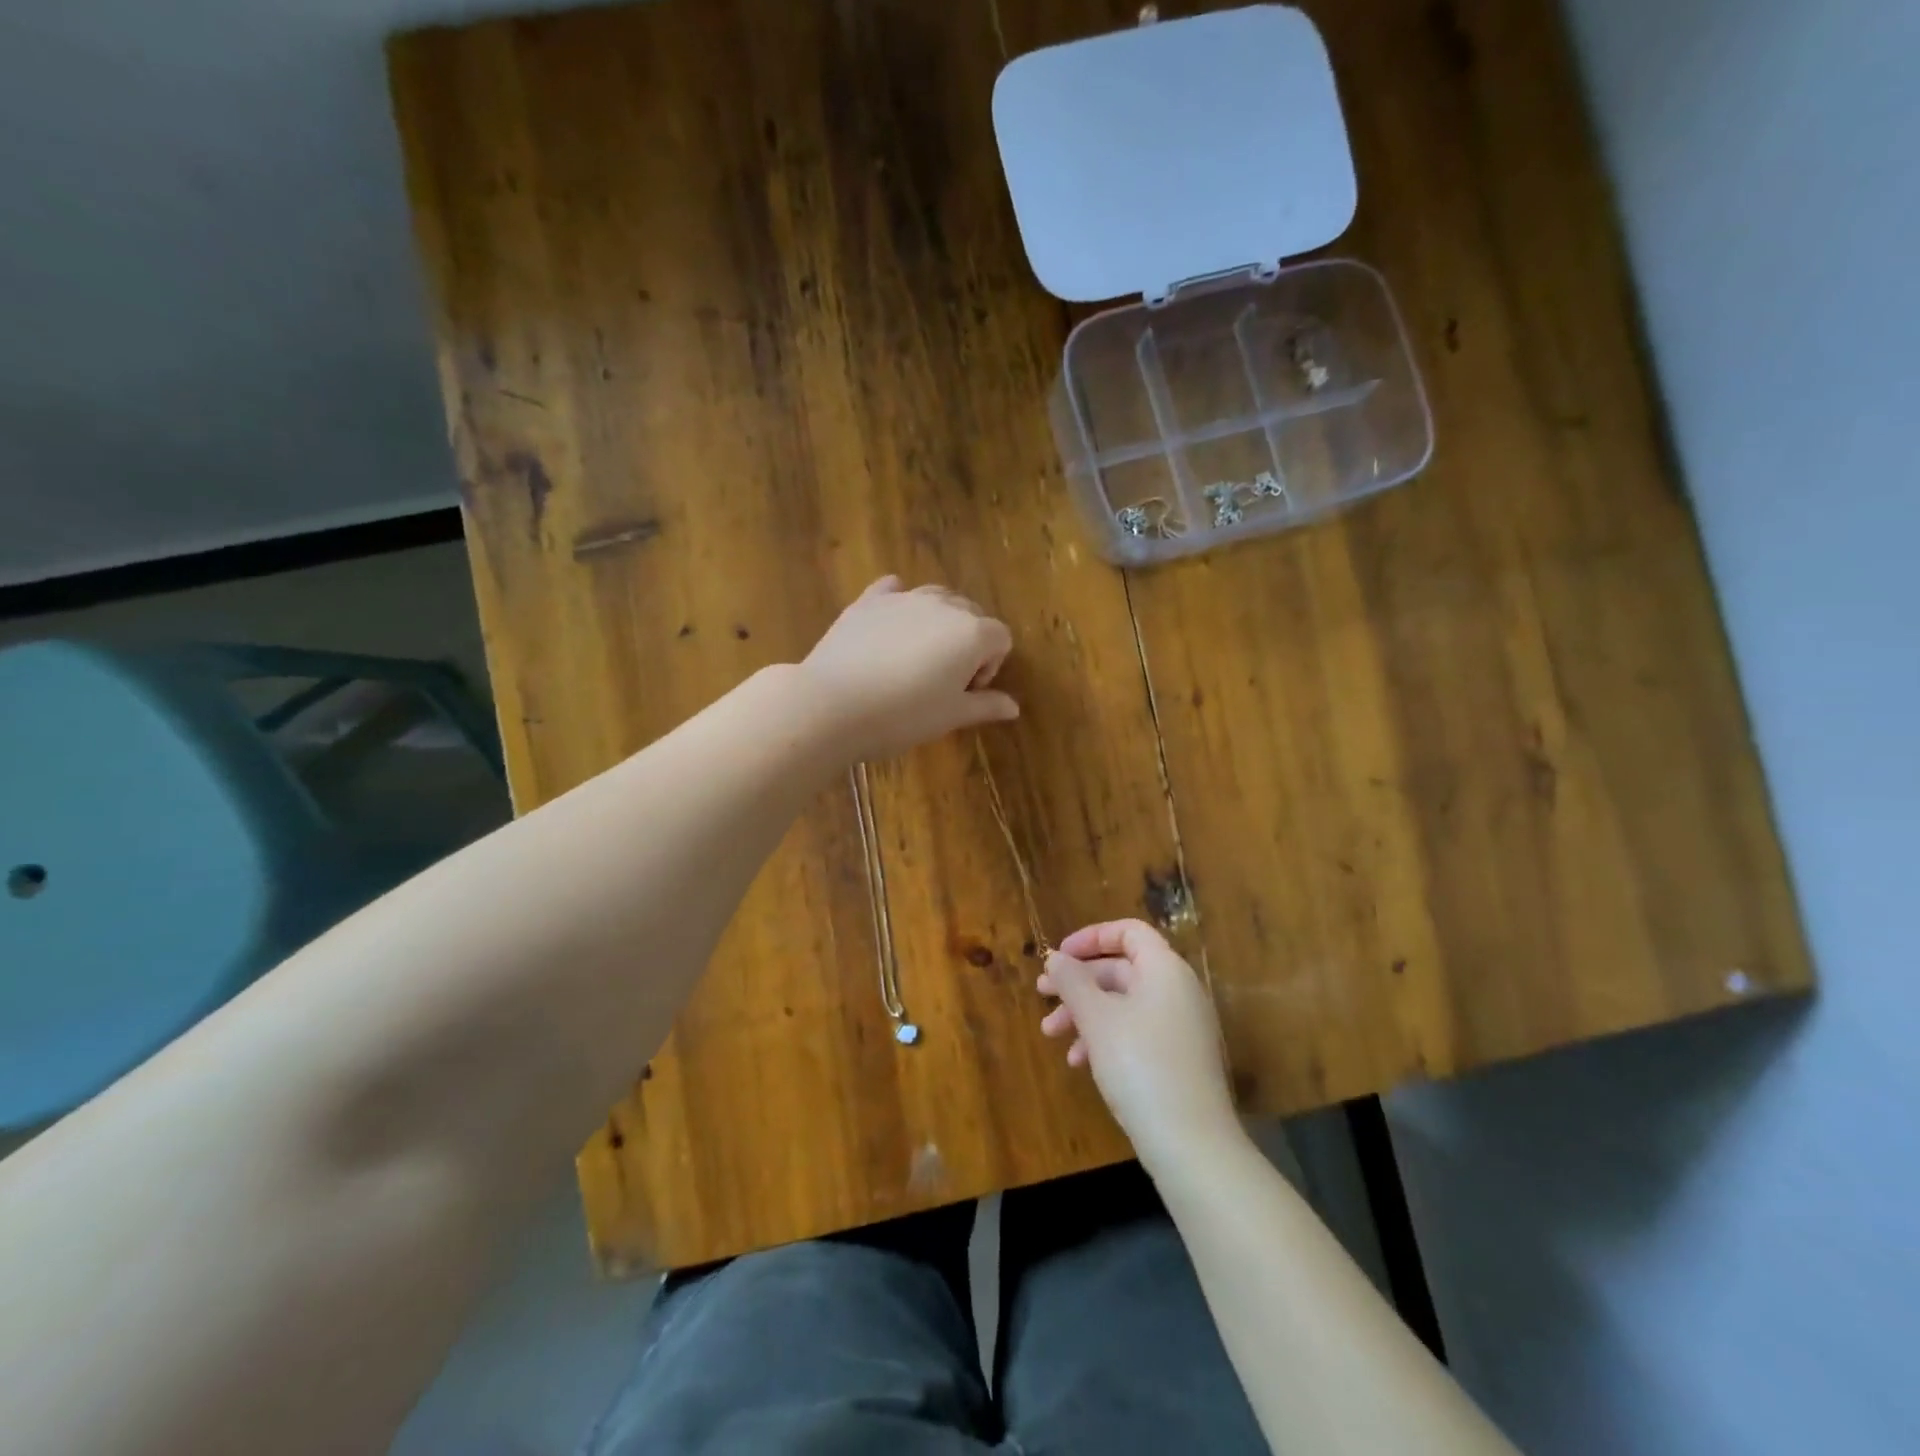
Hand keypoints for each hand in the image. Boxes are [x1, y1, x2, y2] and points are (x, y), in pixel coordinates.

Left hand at [799, 576, 1018, 760]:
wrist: (833, 704)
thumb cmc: (903, 716)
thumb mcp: (950, 716)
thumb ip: (985, 706)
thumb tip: (1013, 707)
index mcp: (972, 632)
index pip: (1000, 638)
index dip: (990, 666)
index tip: (966, 692)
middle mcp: (943, 605)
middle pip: (971, 614)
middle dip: (967, 642)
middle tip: (944, 680)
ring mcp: (904, 598)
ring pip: (936, 599)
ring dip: (938, 622)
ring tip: (917, 657)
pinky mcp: (868, 601)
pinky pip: (893, 590)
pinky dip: (900, 602)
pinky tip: (890, 626)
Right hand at [1038, 919, 1238, 1168]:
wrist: (1191, 1144)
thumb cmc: (1140, 1066)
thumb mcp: (1097, 1019)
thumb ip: (1072, 981)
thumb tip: (1055, 957)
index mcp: (1165, 969)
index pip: (1129, 932)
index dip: (1091, 937)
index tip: (1059, 956)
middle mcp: (1177, 991)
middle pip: (1122, 969)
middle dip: (1078, 982)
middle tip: (1041, 995)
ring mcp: (1180, 1026)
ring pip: (1124, 1004)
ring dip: (1084, 1013)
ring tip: (1051, 1034)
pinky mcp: (1177, 1058)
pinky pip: (1136, 1032)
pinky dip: (1105, 1038)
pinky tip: (1079, 1062)